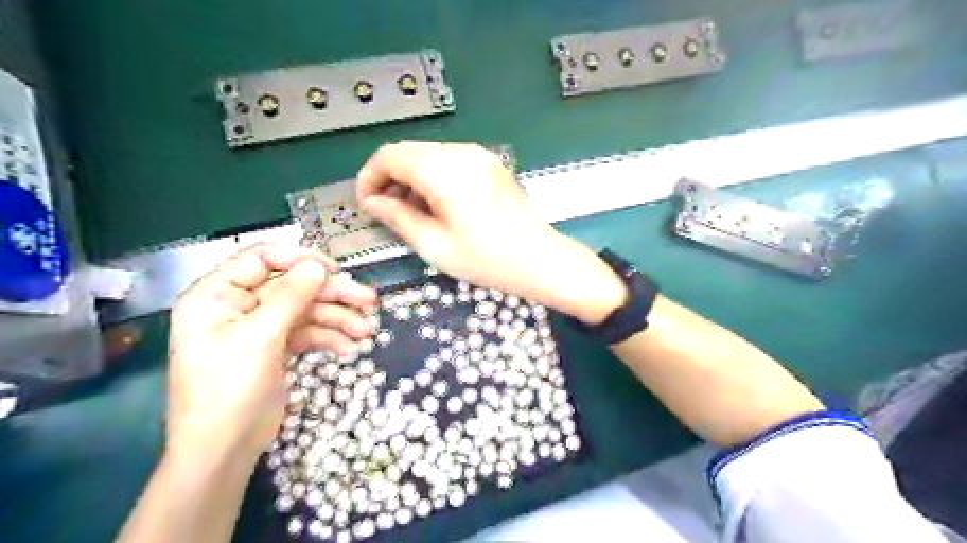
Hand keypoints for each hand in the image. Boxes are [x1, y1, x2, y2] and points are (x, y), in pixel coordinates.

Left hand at [164, 246, 377, 461]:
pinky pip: (307, 333)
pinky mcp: (275, 348)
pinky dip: (329, 338)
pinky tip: (349, 348)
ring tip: (367, 331)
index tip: (336, 270)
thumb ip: (290, 297)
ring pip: (306, 311)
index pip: (262, 259)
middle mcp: (238, 306)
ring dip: (338, 319)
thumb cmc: (228, 391)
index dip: (300, 260)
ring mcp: (259, 328)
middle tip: (370, 301)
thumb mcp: (259, 339)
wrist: (222, 451)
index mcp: (217, 295)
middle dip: (332, 295)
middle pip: (293, 287)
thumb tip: (319, 265)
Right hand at [357, 143, 628, 323]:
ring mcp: (478, 156)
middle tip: (386, 213)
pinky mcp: (490, 165)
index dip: (369, 178)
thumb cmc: (487, 259)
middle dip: (389, 179)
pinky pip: (450, 162)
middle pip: (408, 152)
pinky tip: (436, 206)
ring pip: (428, 156)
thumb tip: (373, 203)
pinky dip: (433, 178)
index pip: (389, 156)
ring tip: (410, 214)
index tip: (366, 205)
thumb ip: (397, 218)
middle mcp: (460, 153)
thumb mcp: (434, 245)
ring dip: (411, 179)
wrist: (541, 260)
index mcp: (442, 170)